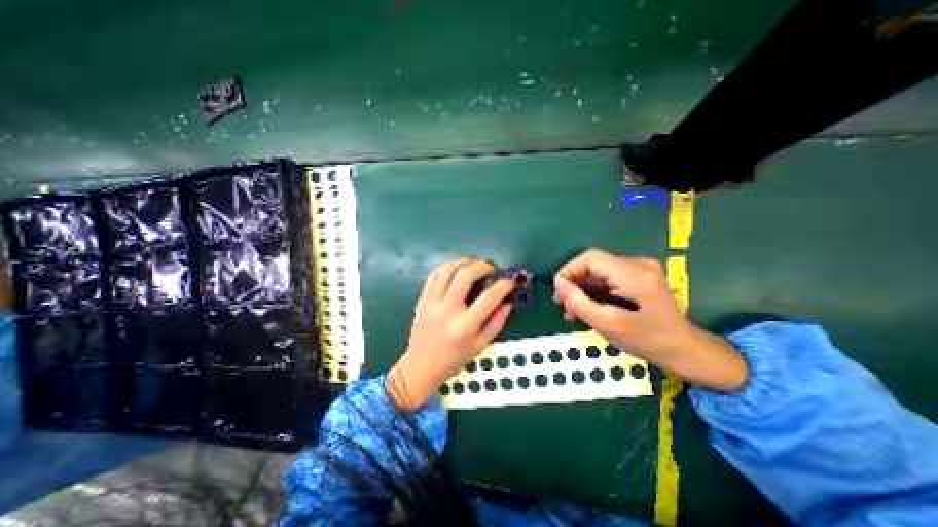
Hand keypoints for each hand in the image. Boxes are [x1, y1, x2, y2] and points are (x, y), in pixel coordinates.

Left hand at [387, 258, 511, 411]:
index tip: (510, 281)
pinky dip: (448, 267)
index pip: (489, 297)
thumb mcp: (480, 346)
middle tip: (491, 269)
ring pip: (447, 269)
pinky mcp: (421, 299)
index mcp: (465, 326)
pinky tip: (457, 270)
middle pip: (465, 275)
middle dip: (482, 266)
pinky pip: (434, 274)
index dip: (503, 285)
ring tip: (474, 265)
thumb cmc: (454, 359)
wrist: (421, 366)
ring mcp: (431, 302)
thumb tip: (508, 302)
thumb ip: (496, 322)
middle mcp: (447, 310)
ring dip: (464, 262)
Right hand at [555, 248, 748, 390]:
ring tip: (571, 310)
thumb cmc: (648, 341)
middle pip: (594, 264)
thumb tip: (558, 283)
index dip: (569, 270)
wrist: (685, 351)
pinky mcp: (640, 277)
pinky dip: (595, 291)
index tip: (558, 290)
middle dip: (574, 282)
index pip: (591, 258)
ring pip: (599, 272)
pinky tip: (587, 306)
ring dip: (583, 288)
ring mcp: (640, 269)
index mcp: (633, 274)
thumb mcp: (608, 324)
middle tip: (562, 304)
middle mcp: (638, 264)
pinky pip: (609, 278)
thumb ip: (579, 302)